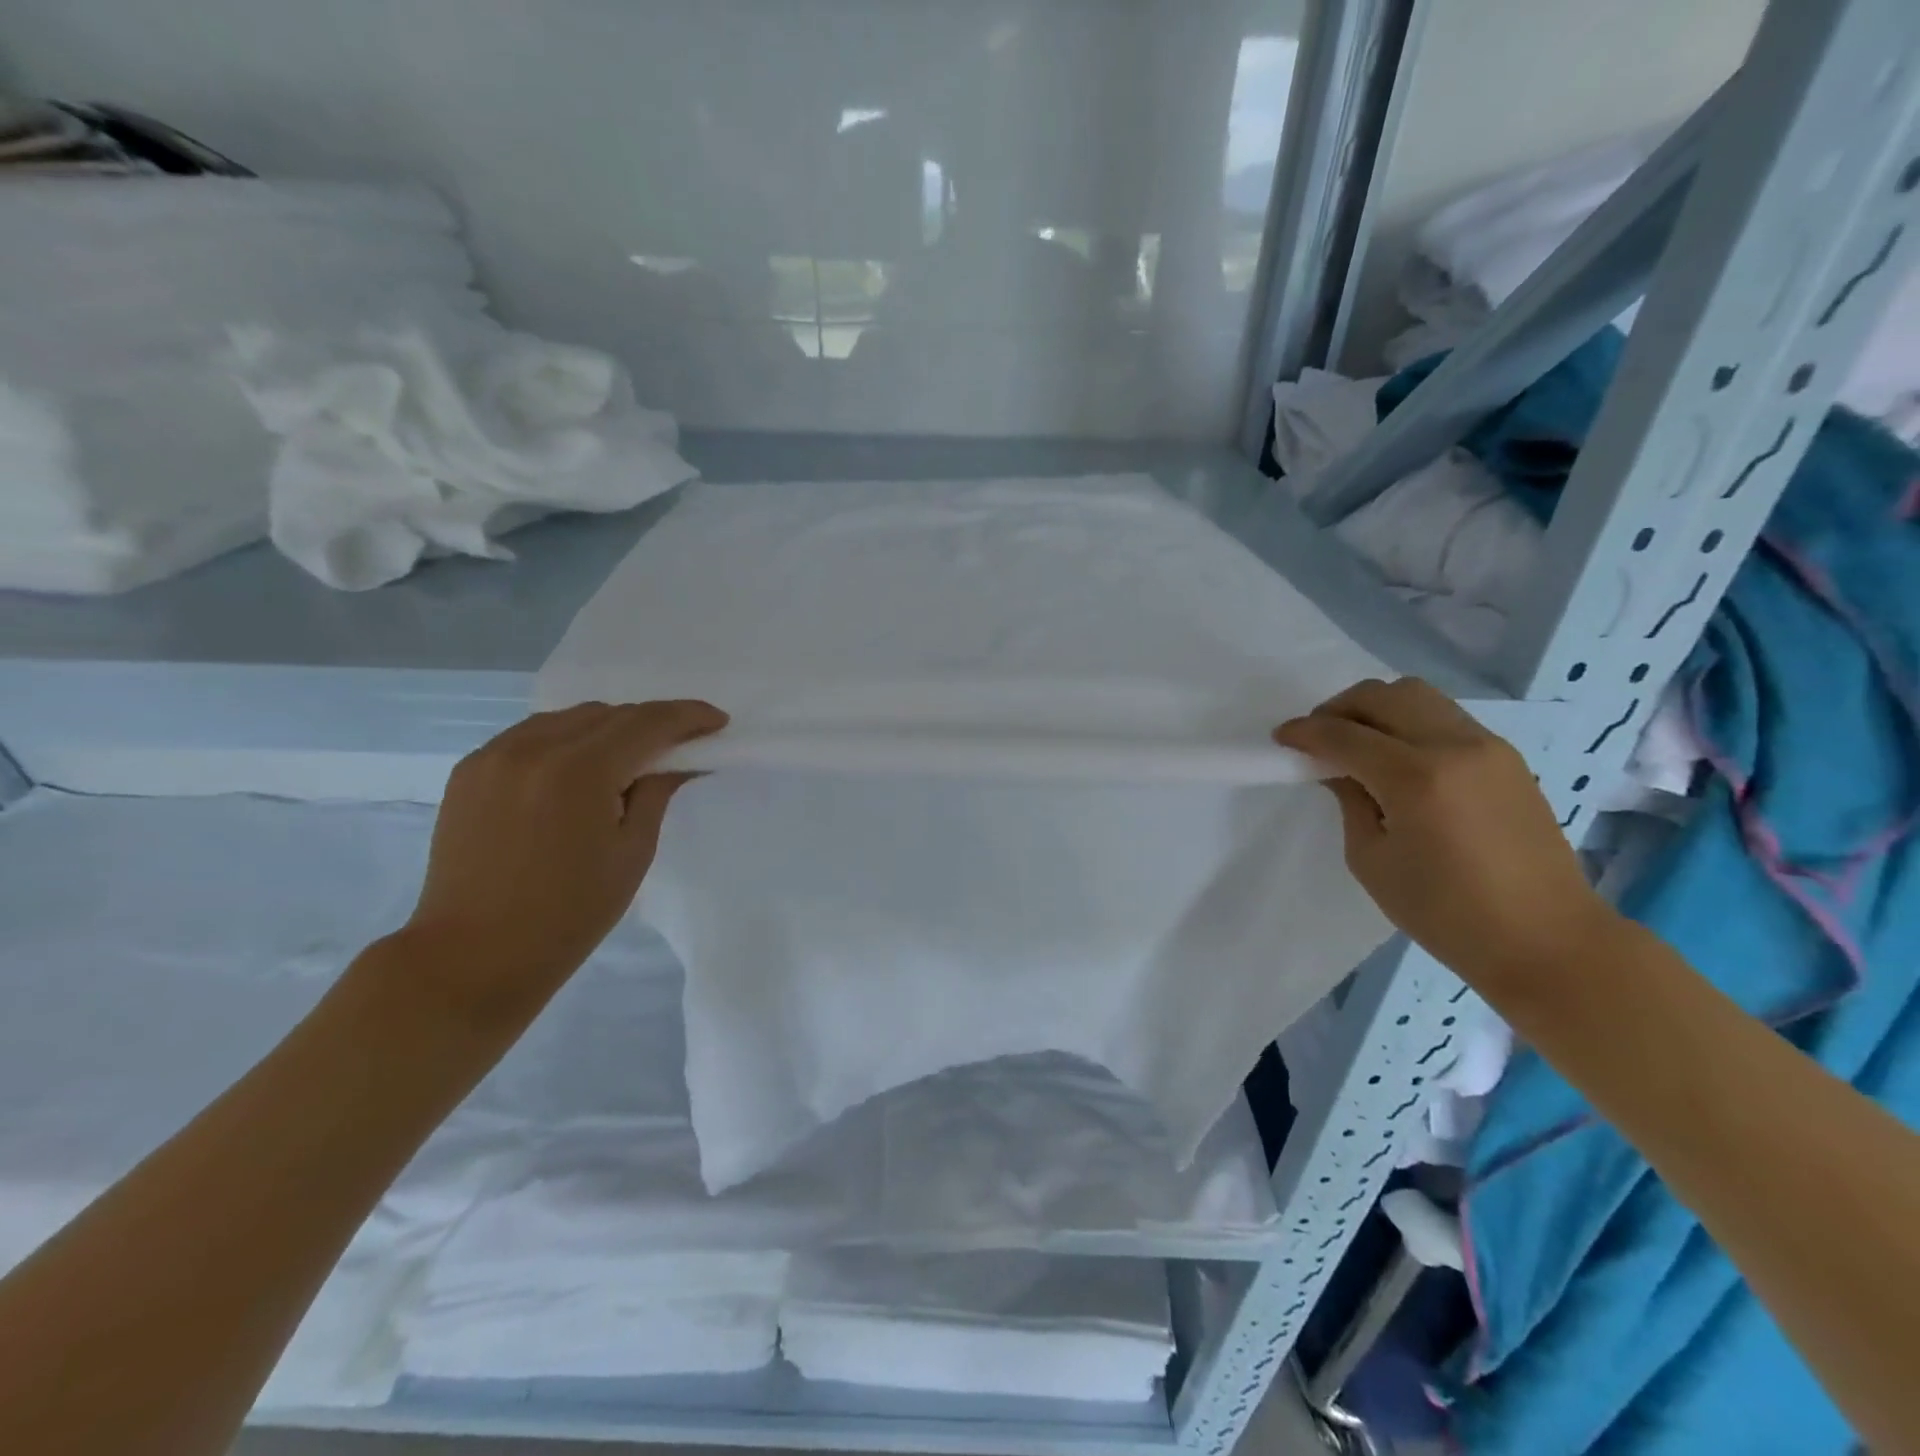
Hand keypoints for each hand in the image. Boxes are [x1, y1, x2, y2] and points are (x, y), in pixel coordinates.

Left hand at [399, 700, 727, 1023]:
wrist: (473, 956)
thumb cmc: (570, 914)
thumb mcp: (633, 852)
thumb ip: (657, 792)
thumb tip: (678, 760)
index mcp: (580, 771)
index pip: (647, 722)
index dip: (689, 716)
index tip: (717, 722)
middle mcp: (533, 748)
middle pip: (609, 713)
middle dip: (651, 722)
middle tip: (678, 745)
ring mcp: (494, 755)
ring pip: (568, 717)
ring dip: (608, 727)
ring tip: (629, 757)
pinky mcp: (470, 770)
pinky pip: (531, 734)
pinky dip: (566, 739)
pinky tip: (578, 767)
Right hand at [1276, 678, 1614, 984]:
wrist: (1547, 939)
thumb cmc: (1447, 914)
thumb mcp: (1372, 861)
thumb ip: (1351, 802)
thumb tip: (1339, 771)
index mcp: (1416, 779)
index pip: (1345, 735)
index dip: (1305, 732)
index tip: (1281, 737)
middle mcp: (1454, 747)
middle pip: (1383, 695)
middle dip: (1339, 708)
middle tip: (1317, 736)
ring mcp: (1488, 746)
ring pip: (1418, 695)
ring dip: (1376, 708)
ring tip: (1356, 740)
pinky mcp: (1507, 757)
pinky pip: (1444, 716)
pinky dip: (1408, 722)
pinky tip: (1396, 757)